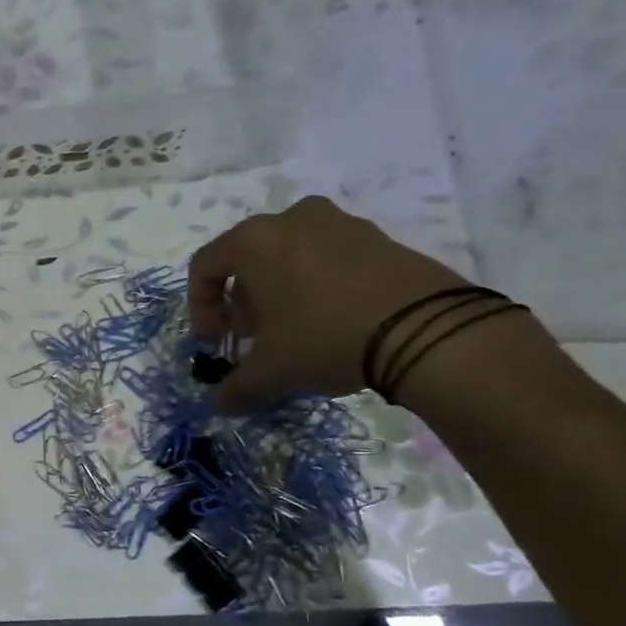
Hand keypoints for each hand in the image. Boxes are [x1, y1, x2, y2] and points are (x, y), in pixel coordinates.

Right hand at [188, 196, 469, 409]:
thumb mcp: (272, 370)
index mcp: (253, 241)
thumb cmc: (325, 337)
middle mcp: (290, 219)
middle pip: (246, 258)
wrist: (426, 328)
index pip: (205, 266)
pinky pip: (327, 256)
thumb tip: (219, 405)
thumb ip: (237, 386)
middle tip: (252, 336)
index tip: (213, 341)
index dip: (200, 307)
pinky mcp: (376, 235)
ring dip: (277, 291)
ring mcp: (338, 222)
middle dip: (240, 300)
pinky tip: (331, 319)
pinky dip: (316, 282)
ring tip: (292, 329)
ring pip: (287, 254)